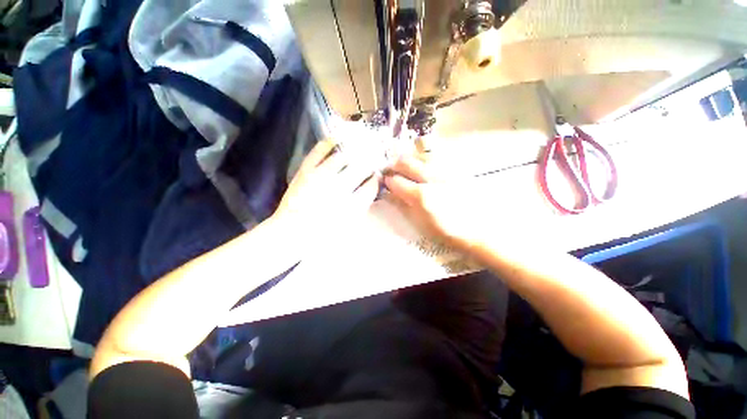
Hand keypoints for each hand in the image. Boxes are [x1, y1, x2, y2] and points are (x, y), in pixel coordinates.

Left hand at [271, 140, 380, 245]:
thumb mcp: (348, 227)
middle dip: (369, 164)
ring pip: (344, 157)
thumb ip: (361, 207)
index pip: (371, 186)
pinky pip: (319, 152)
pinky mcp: (306, 170)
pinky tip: (338, 138)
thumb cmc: (322, 235)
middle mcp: (340, 187)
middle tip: (371, 161)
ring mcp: (322, 176)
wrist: (291, 232)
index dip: (375, 180)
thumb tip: (368, 190)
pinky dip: (329, 142)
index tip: (377, 177)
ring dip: (355, 151)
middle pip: (361, 169)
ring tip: (360, 147)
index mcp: (352, 205)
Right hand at [383, 156, 487, 251]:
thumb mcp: (421, 222)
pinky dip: (424, 157)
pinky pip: (435, 156)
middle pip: (406, 162)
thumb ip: (405, 204)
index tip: (385, 182)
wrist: (480, 228)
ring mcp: (445, 170)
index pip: (396, 181)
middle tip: (390, 170)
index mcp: (422, 195)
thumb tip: (391, 192)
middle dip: (393, 164)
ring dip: (408, 158)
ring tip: (404, 165)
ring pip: (420, 155)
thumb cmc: (447, 231)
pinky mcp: (455, 169)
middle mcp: (432, 178)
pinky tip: (423, 163)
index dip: (387, 180)